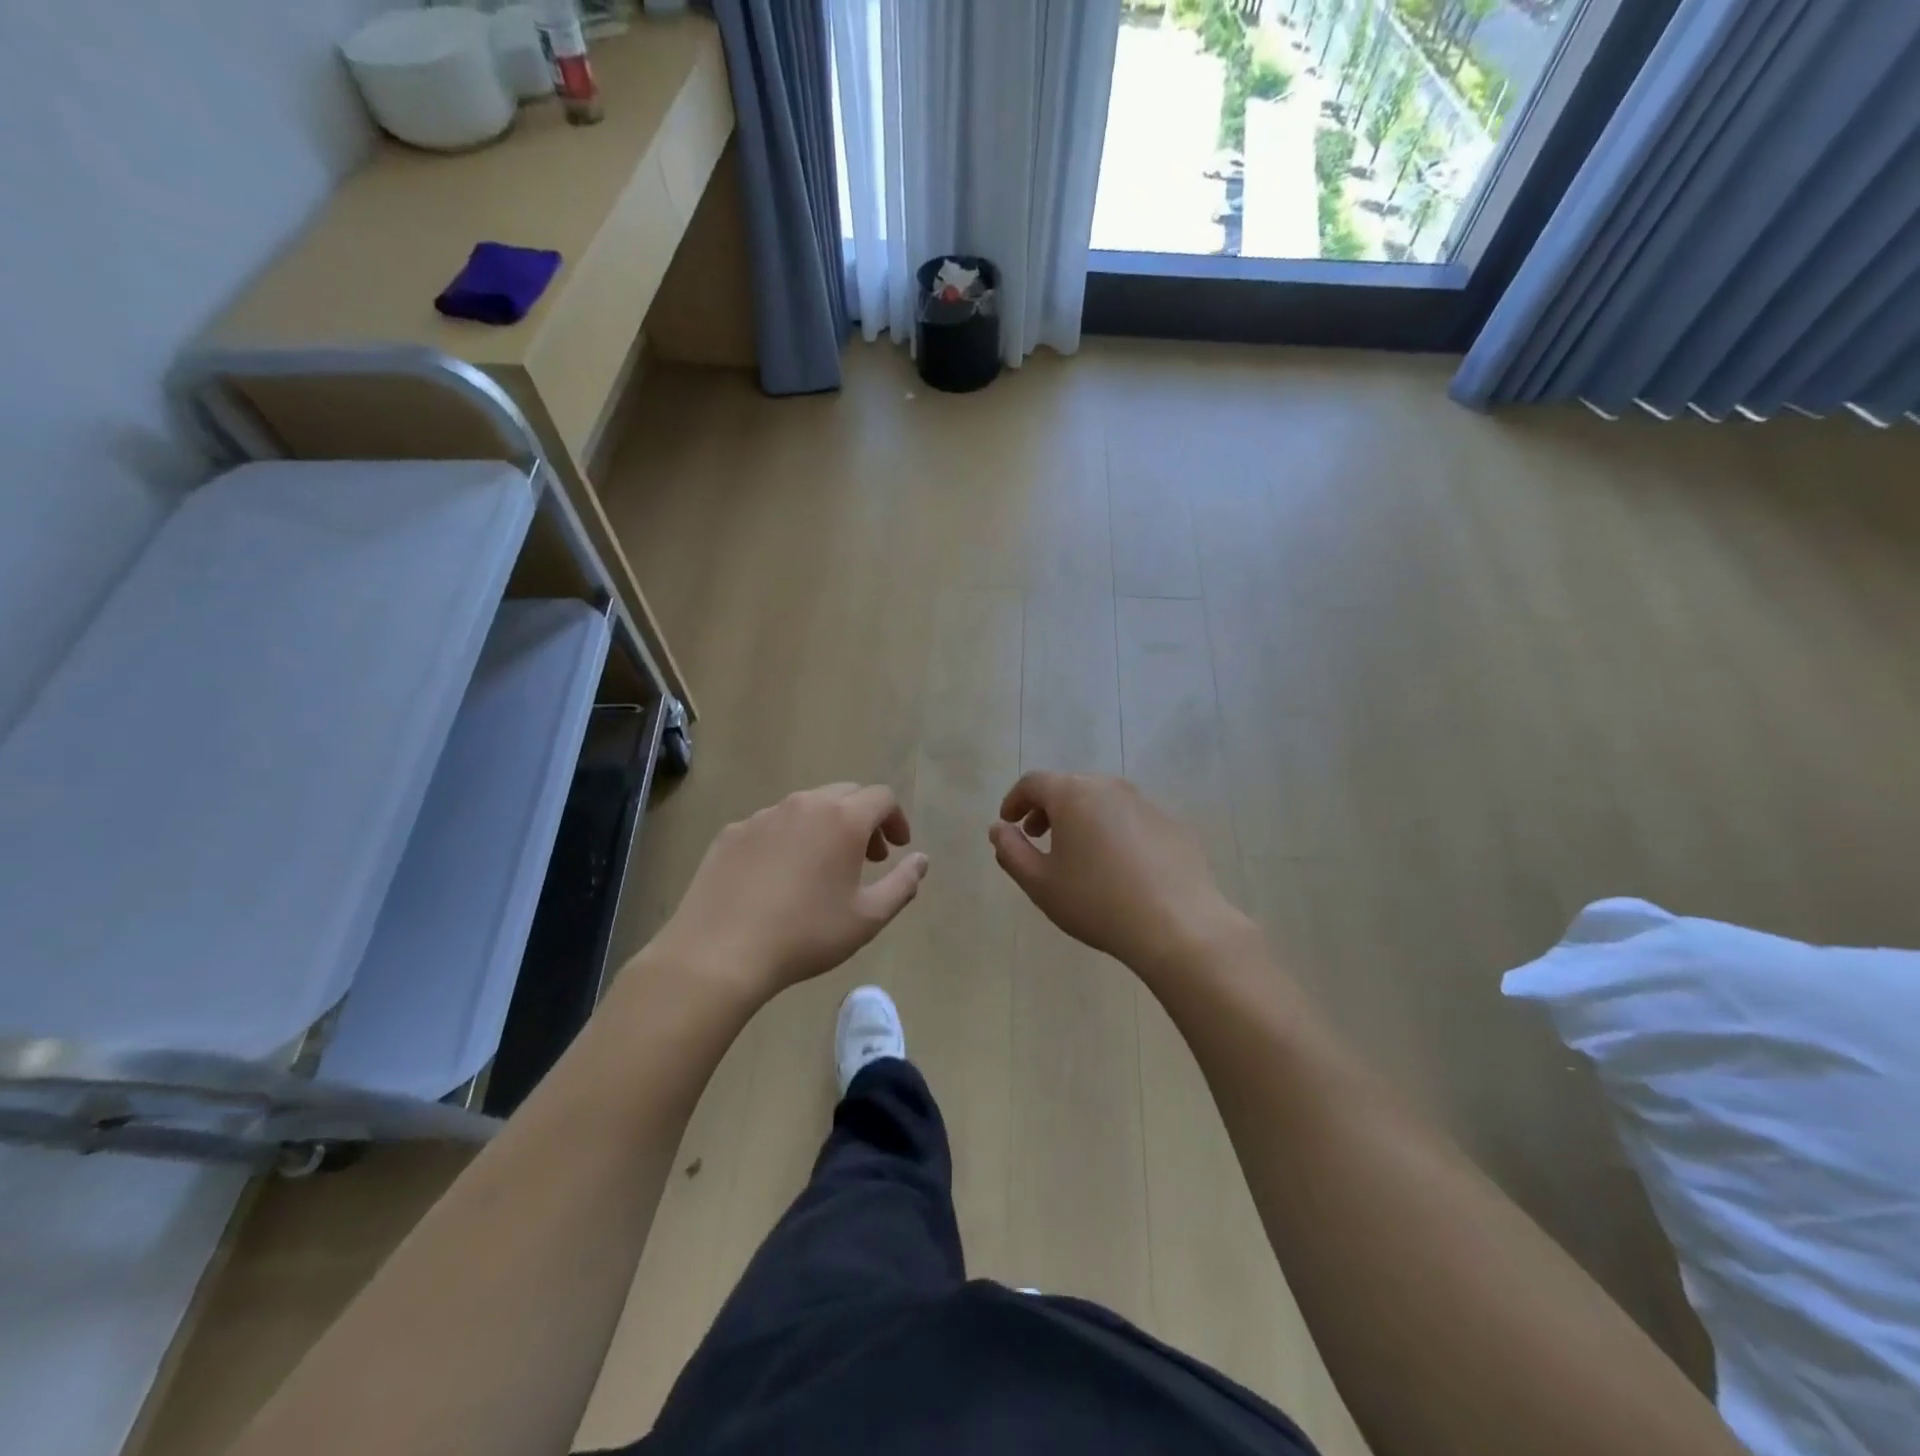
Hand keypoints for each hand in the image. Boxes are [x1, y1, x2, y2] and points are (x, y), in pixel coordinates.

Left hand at [651, 784, 928, 1001]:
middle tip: (867, 858)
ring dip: (826, 827)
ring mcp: (763, 816)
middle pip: (845, 794)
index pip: (882, 797)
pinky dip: (789, 839)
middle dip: (864, 820)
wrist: (719, 953)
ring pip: (806, 807)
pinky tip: (779, 877)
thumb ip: (903, 884)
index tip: (897, 849)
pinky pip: (772, 825)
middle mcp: (804, 805)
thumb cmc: (806, 935)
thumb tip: (921, 860)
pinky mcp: (731, 833)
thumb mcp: (868, 918)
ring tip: (824, 868)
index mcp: (842, 819)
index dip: (896, 819)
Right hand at [988, 772, 1252, 980]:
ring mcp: (1146, 803)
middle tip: (1038, 836)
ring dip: (1082, 818)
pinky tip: (1118, 867)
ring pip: (1103, 801)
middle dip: (1048, 808)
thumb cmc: (1097, 902)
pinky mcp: (1173, 825)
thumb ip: (1011, 851)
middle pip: (1070, 786)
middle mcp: (1110, 787)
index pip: (1034, 782)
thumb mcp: (1040, 884)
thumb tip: (999, 829)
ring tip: (1077, 852)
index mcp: (1073, 794)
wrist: (1178, 926)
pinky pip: (1132, 819)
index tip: (1008, 822)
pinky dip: (1115, 831)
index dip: (1015, 800)